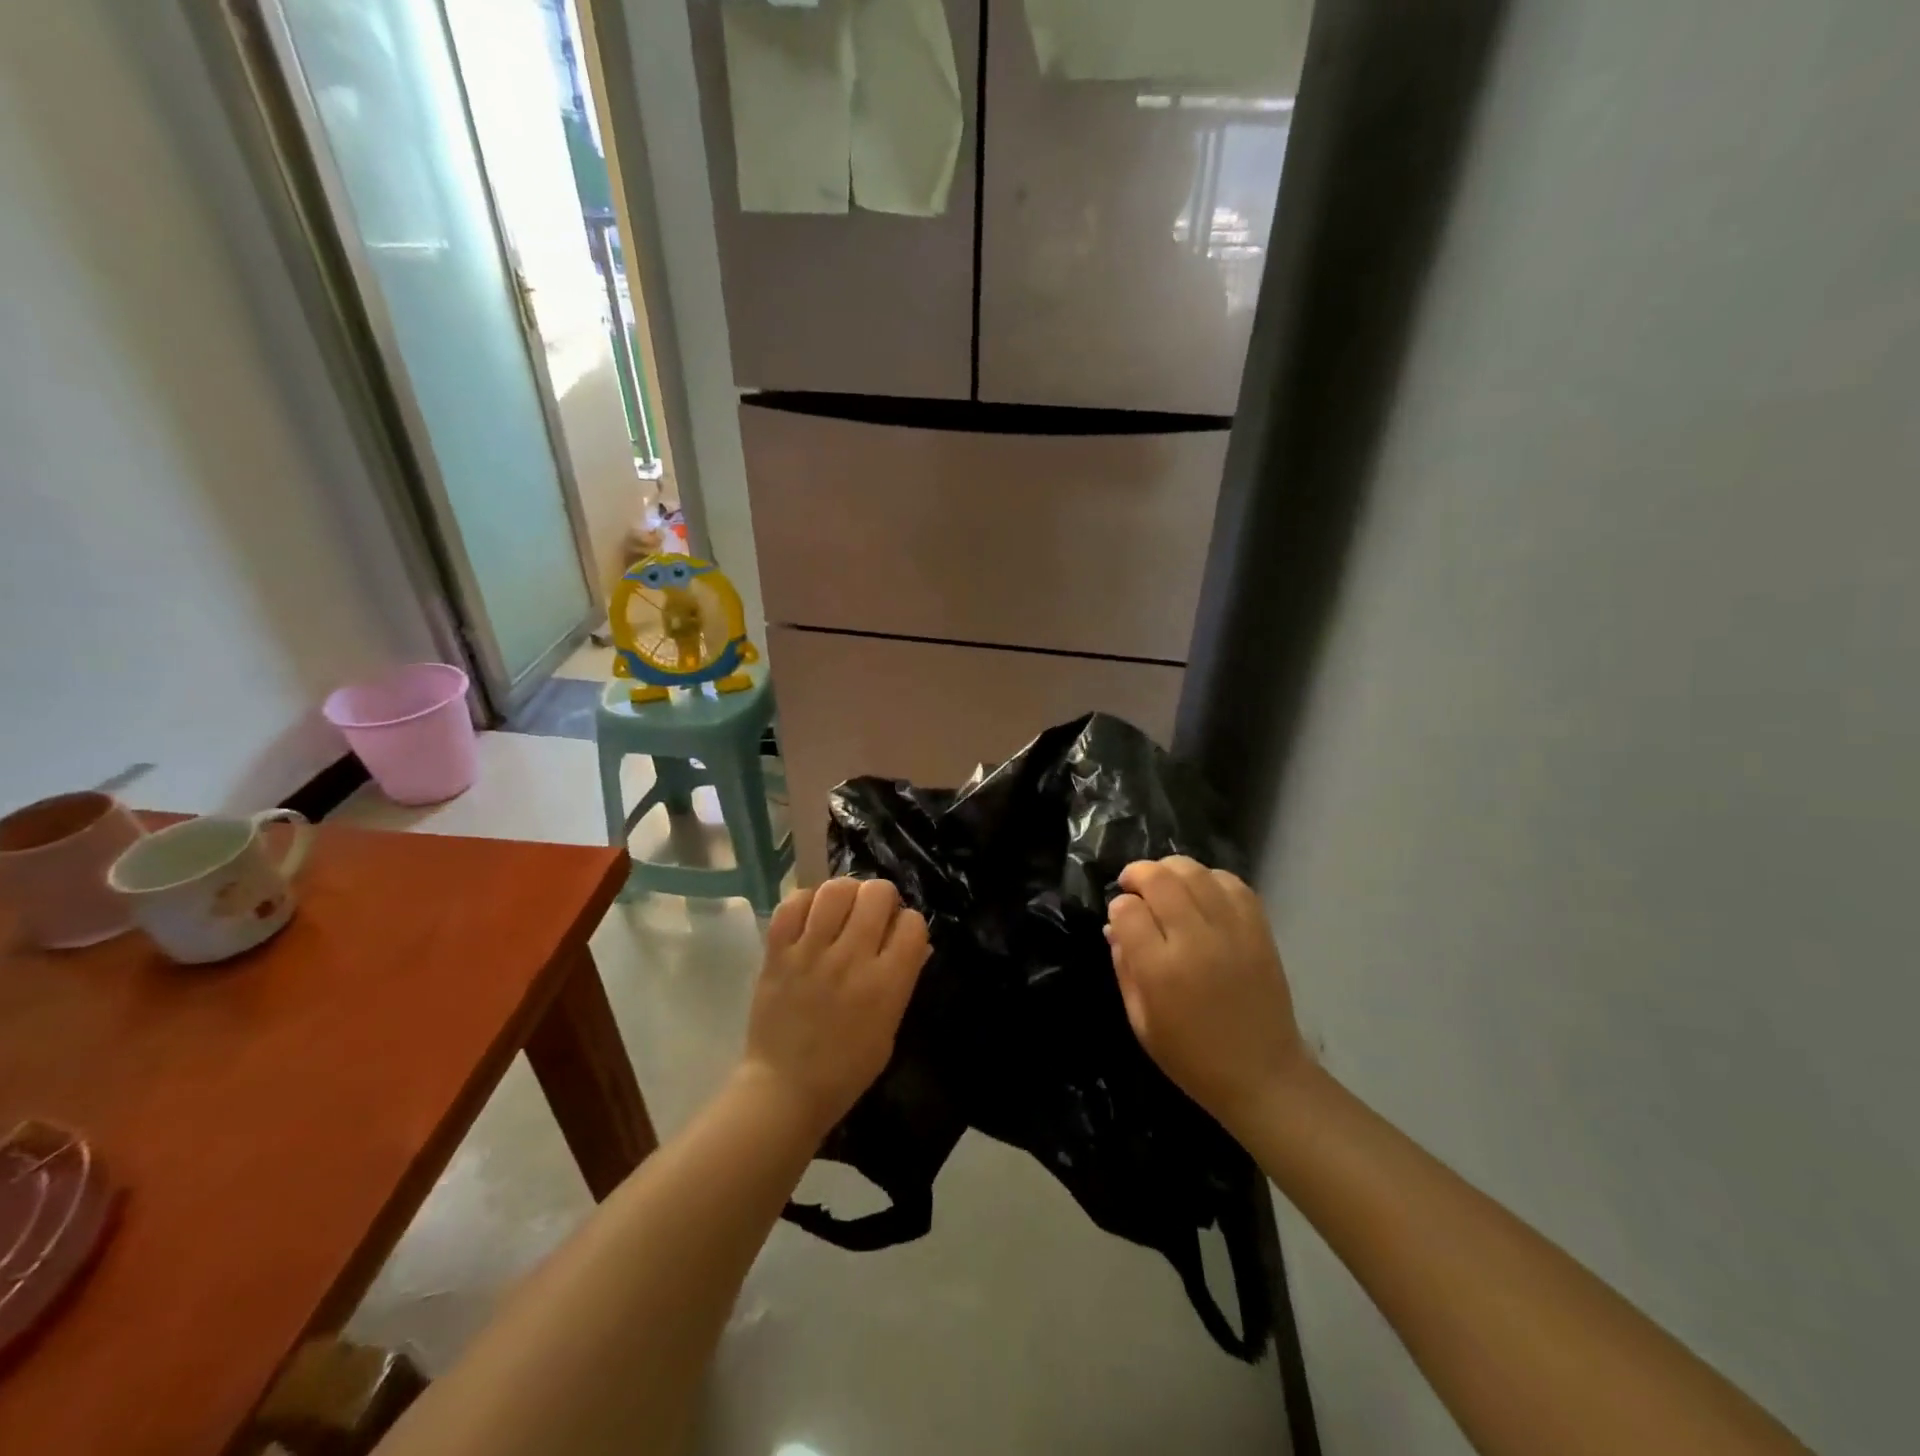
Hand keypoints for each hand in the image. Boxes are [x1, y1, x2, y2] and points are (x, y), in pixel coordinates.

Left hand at [740, 878, 930, 1139]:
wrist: (784, 1091)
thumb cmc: (845, 1070)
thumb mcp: (889, 1029)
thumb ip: (902, 981)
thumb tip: (914, 943)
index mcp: (886, 984)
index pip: (912, 923)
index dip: (909, 924)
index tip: (898, 935)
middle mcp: (851, 959)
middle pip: (877, 892)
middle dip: (882, 898)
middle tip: (872, 915)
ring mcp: (811, 953)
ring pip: (836, 889)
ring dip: (846, 893)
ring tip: (842, 909)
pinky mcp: (777, 952)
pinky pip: (794, 904)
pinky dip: (806, 901)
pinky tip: (811, 916)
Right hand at [1106, 857, 1308, 1134]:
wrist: (1262, 1076)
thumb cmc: (1191, 1057)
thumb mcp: (1140, 1021)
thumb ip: (1124, 967)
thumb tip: (1115, 926)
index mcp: (1161, 970)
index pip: (1127, 910)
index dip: (1118, 907)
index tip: (1120, 916)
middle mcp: (1195, 941)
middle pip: (1160, 879)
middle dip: (1138, 874)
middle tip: (1132, 885)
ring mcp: (1232, 931)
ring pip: (1195, 872)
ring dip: (1171, 869)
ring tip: (1165, 883)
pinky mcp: (1258, 930)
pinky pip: (1231, 883)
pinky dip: (1210, 878)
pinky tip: (1200, 891)